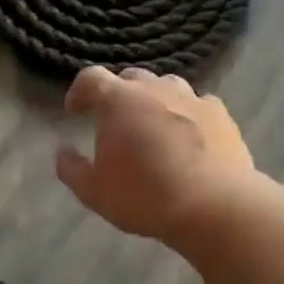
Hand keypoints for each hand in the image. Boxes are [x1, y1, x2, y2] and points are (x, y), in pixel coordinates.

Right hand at [56, 67, 253, 242]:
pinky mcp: (221, 114)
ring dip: (154, 100)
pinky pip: (198, 105)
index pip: (90, 78)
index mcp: (118, 100)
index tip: (75, 110)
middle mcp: (154, 89)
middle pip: (131, 78)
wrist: (213, 205)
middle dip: (118, 94)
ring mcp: (192, 98)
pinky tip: (189, 135)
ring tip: (152, 125)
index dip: (79, 91)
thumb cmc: (144, 196)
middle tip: (114, 120)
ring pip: (167, 86)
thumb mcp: (93, 192)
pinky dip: (187, 114)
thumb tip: (62, 150)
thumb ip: (71, 168)